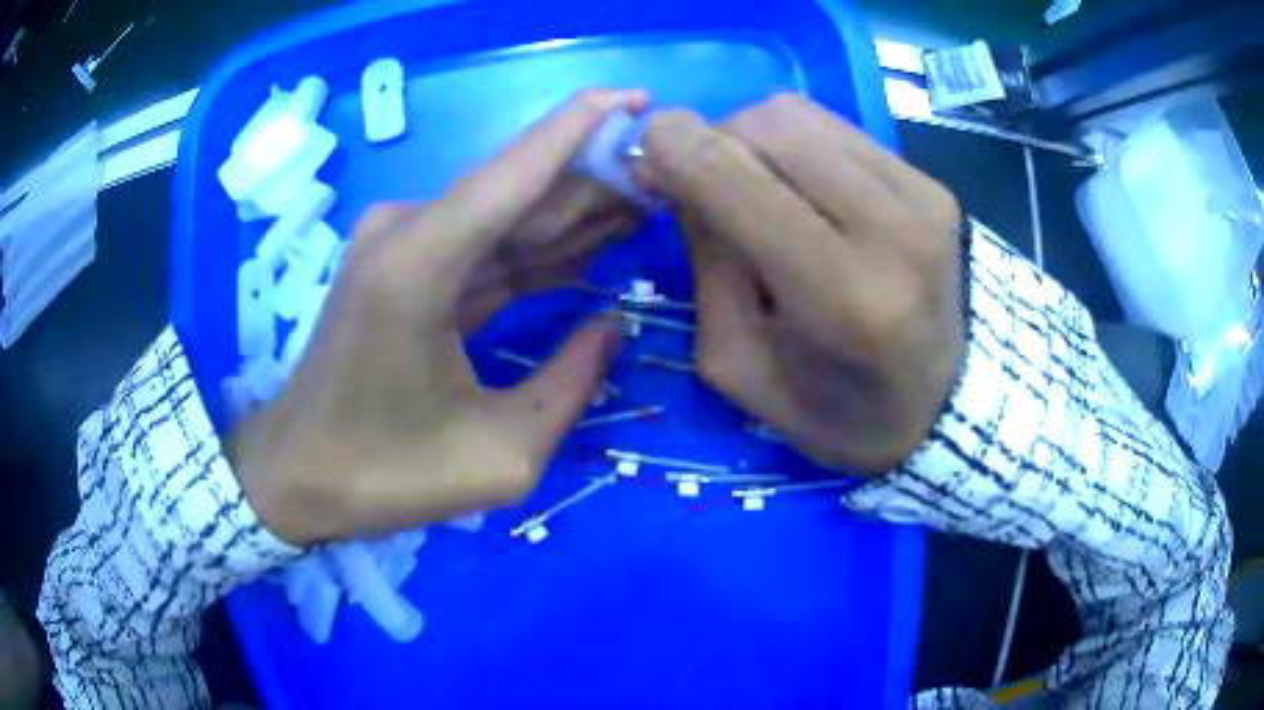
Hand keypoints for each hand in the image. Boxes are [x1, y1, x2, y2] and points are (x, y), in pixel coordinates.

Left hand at [229, 90, 647, 545]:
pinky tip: (590, 245)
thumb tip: (612, 324)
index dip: (583, 125)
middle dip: (594, 181)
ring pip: (504, 216)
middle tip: (667, 181)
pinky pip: (481, 247)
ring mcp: (400, 245)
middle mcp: (408, 231)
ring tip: (645, 206)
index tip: (640, 99)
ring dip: (571, 213)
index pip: (518, 169)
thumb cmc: (386, 474)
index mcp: (422, 263)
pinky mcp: (400, 266)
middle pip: (519, 189)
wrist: (300, 475)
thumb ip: (571, 383)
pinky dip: (533, 248)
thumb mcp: (501, 455)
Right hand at [640, 94, 964, 472]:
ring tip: (760, 189)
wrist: (943, 406)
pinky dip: (800, 146)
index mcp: (837, 297)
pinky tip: (807, 189)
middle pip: (767, 126)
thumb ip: (706, 265)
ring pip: (800, 114)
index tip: (646, 152)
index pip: (734, 178)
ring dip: (756, 139)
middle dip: (714, 143)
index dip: (674, 147)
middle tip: (706, 186)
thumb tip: (680, 173)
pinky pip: (838, 128)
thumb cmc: (834, 411)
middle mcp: (889, 229)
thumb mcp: (738, 367)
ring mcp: (920, 197)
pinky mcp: (933, 183)